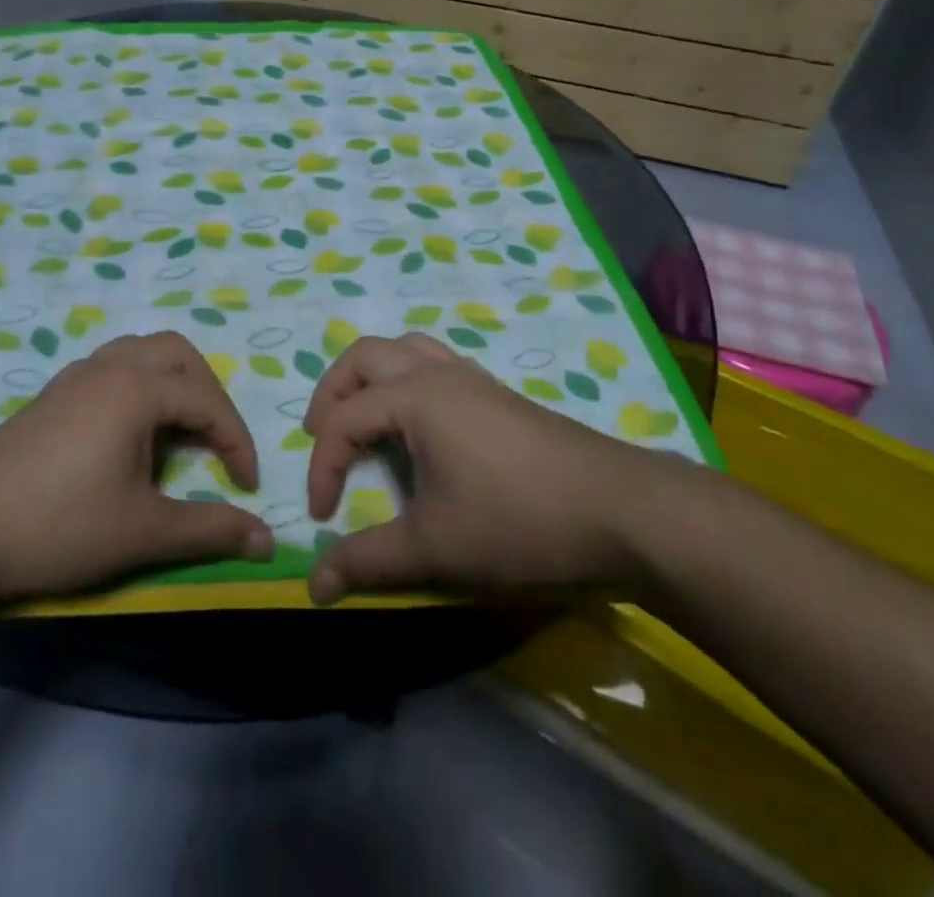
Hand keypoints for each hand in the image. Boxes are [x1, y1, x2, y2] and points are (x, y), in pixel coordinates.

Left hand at [0, 332, 273, 618]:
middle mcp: (109, 367)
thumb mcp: (143, 531)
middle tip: (216, 442)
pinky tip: (128, 434)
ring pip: (141, 353)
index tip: (247, 487)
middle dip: (208, 394)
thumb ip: (210, 530)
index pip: (208, 401)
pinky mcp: (51, 395)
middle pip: (177, 354)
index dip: (237, 442)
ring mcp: (75, 376)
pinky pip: (112, 368)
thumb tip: (267, 540)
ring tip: (178, 431)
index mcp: (137, 388)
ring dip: (172, 383)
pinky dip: (138, 387)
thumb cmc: (58, 525)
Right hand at [303, 333, 695, 605]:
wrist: (620, 510)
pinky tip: (420, 424)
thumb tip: (313, 585)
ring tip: (363, 418)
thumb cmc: (518, 520)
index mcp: (414, 397)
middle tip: (320, 435)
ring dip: (371, 376)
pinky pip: (436, 363)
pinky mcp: (498, 392)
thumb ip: (368, 561)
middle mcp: (438, 373)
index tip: (322, 516)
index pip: (344, 420)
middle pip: (364, 356)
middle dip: (332, 392)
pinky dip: (408, 379)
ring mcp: (472, 378)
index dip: (322, 467)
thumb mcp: (435, 547)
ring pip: (405, 349)